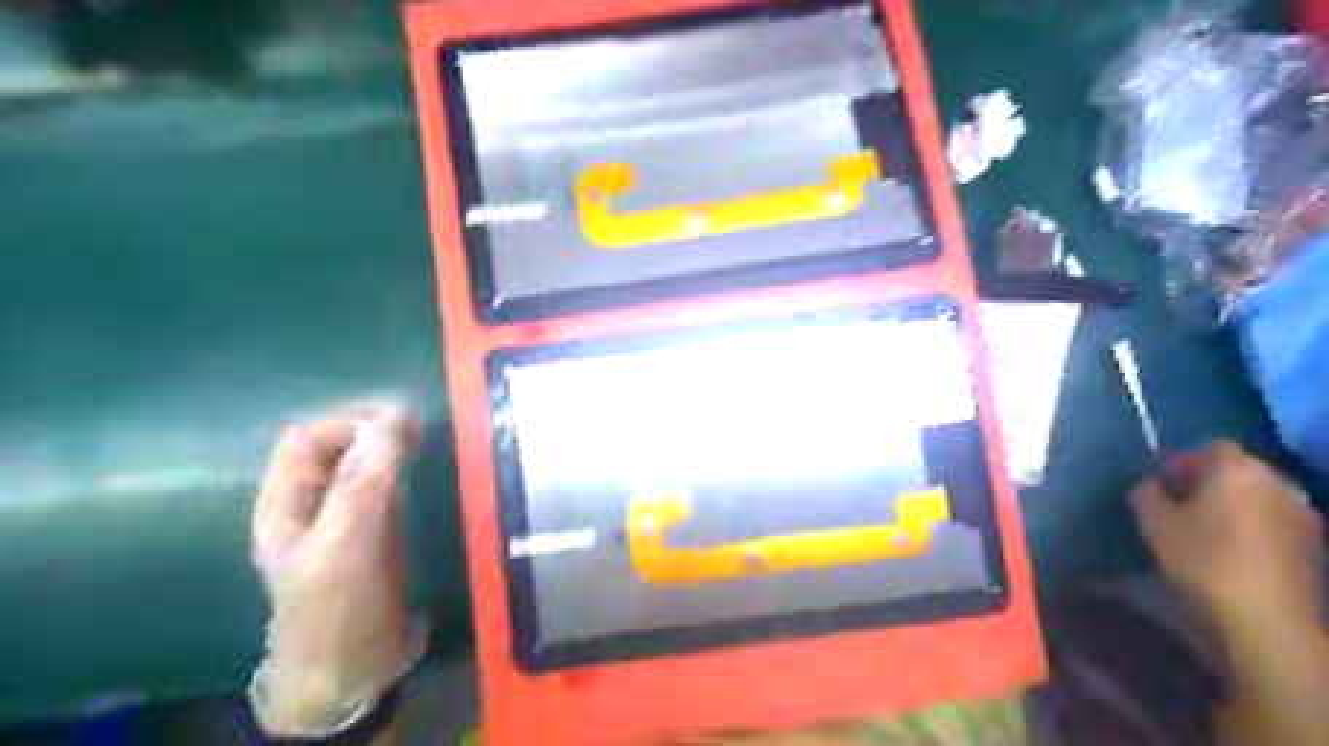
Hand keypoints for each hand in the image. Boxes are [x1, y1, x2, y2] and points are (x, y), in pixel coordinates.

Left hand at [245, 403, 417, 735]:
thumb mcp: (345, 548)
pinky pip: (386, 483)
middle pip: (336, 445)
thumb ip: (362, 486)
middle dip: (372, 428)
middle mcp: (313, 502)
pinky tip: (424, 463)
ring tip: (424, 435)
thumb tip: (390, 421)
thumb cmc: (338, 611)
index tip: (397, 423)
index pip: (307, 440)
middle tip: (417, 425)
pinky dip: (404, 466)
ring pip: (363, 462)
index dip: (348, 423)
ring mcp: (346, 515)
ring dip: (390, 444)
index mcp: (286, 504)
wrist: (354, 671)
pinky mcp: (377, 528)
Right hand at [1126, 440, 1322, 636]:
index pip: (1208, 446)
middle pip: (1238, 471)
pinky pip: (1274, 524)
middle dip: (1209, 484)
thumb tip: (1152, 485)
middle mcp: (1279, 482)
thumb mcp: (1153, 523)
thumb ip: (1146, 493)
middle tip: (1178, 508)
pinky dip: (1254, 531)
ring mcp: (1305, 515)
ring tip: (1205, 534)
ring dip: (1233, 508)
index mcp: (1238, 468)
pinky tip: (1233, 555)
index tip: (1160, 485)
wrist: (1270, 623)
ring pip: (1258, 499)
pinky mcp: (1316, 548)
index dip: (1182, 461)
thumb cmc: (1204, 561)